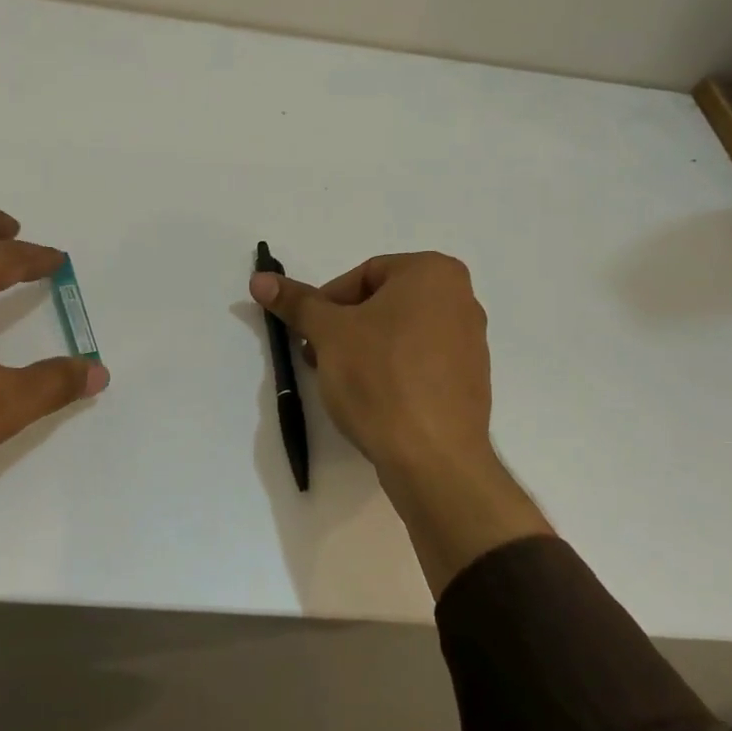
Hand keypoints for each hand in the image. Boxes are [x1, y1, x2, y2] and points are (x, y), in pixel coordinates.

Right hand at [249, 252, 492, 478]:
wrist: (432, 457)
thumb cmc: (380, 378)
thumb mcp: (329, 334)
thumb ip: (297, 302)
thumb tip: (260, 279)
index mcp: (434, 273)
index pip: (364, 274)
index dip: (328, 303)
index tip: (310, 334)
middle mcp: (462, 299)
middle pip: (383, 303)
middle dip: (344, 328)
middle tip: (319, 357)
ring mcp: (471, 342)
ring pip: (400, 334)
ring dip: (364, 350)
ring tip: (342, 382)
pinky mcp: (469, 381)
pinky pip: (420, 363)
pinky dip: (392, 372)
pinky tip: (373, 400)